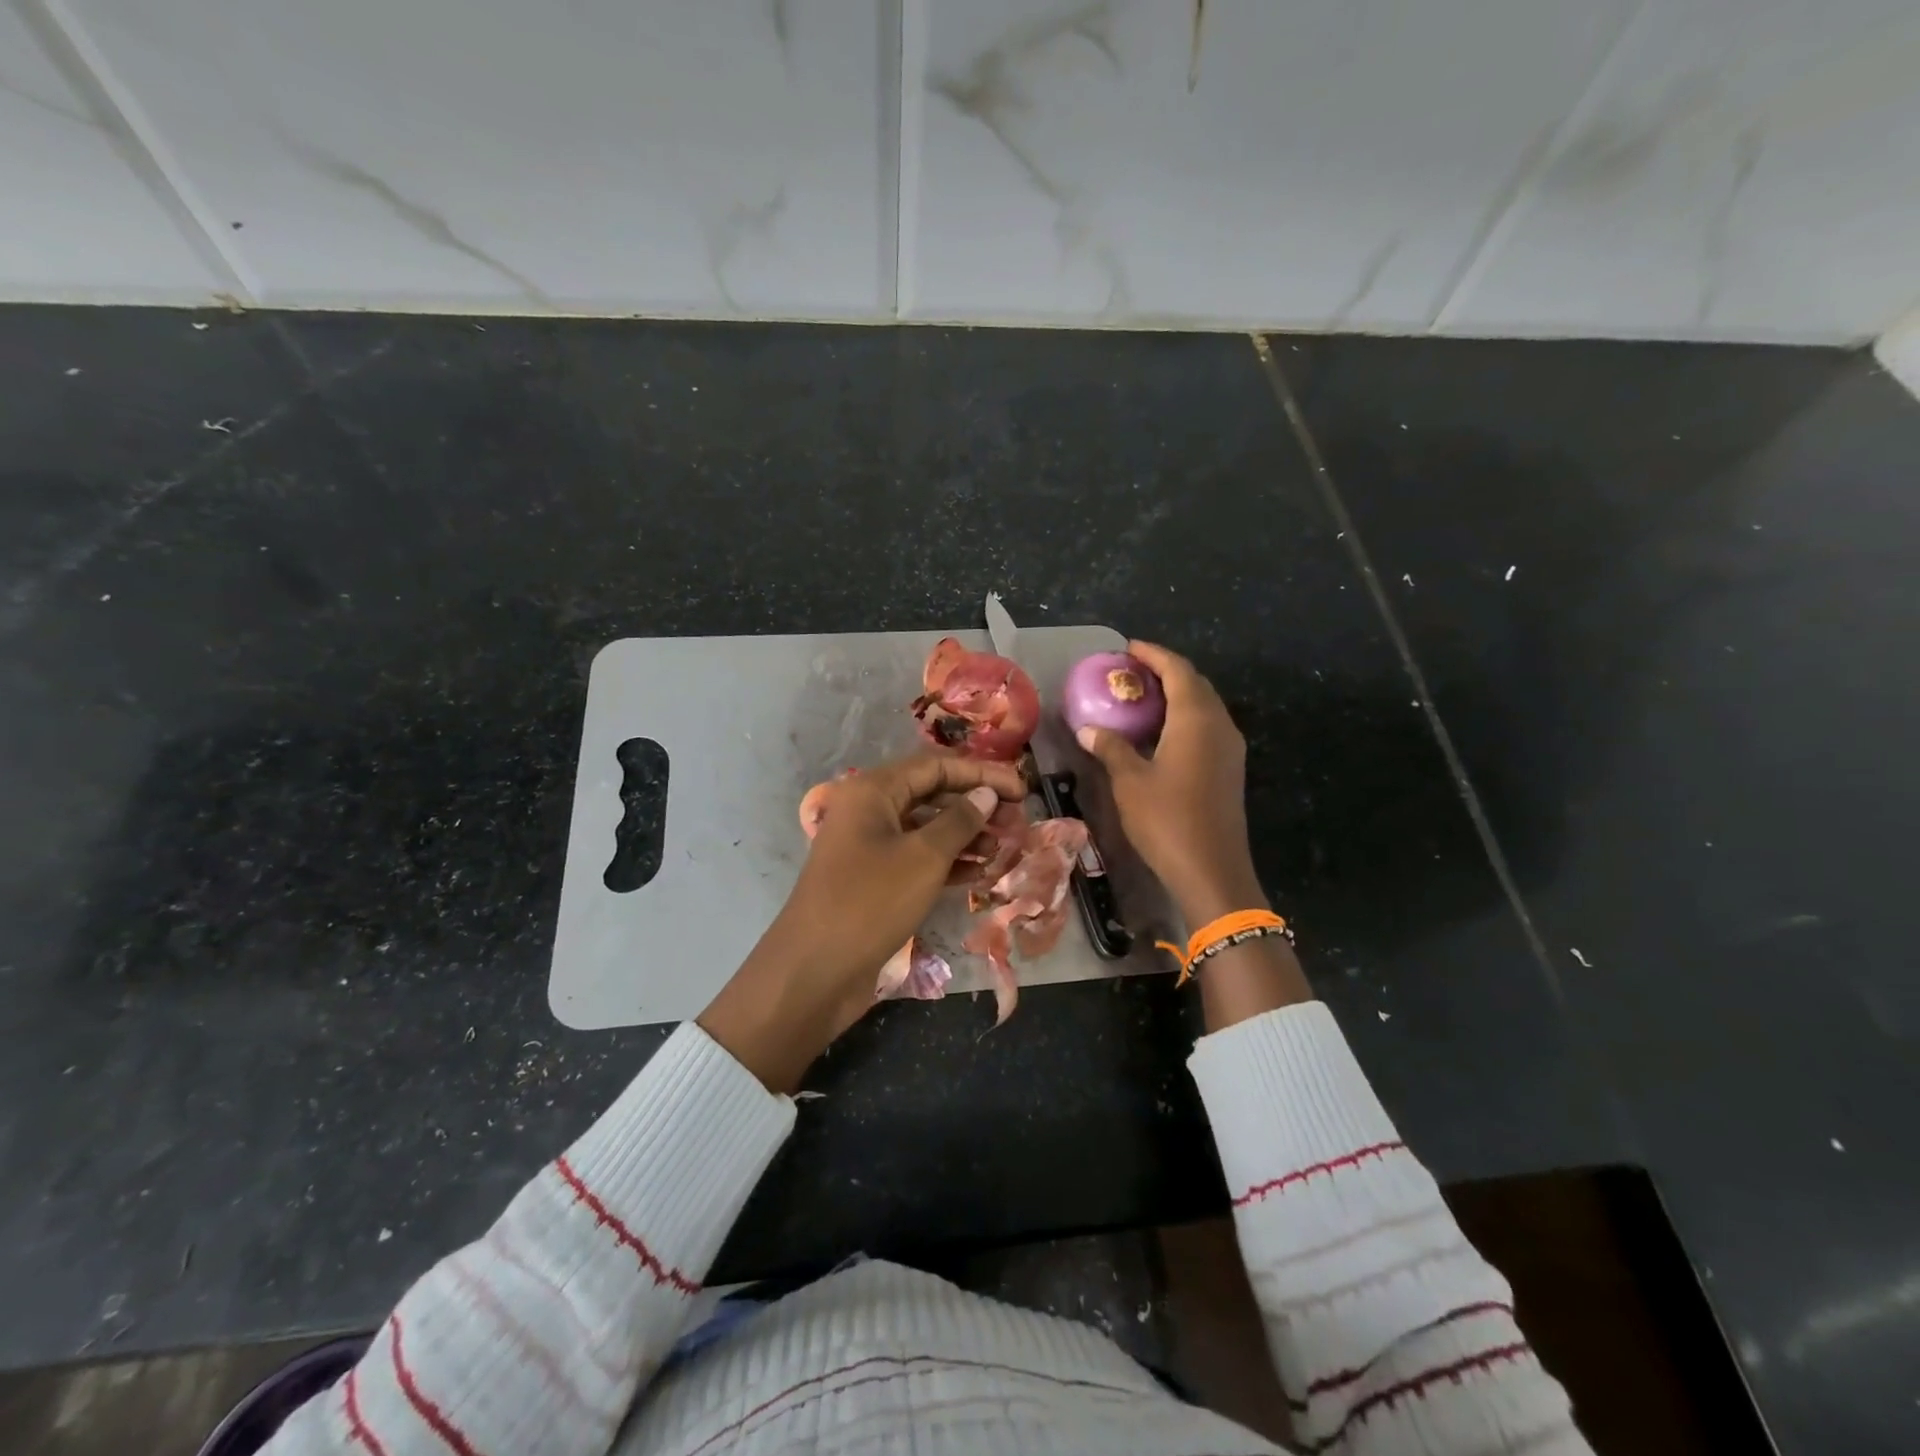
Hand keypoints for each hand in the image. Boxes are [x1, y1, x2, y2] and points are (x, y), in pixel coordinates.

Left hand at [698, 753, 1025, 1092]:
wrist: (814, 973)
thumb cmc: (870, 903)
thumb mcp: (923, 858)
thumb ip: (960, 821)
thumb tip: (986, 794)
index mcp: (873, 792)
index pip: (936, 767)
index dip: (981, 774)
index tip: (1021, 789)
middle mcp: (869, 811)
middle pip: (931, 795)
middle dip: (975, 804)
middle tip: (1017, 820)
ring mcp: (870, 847)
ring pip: (926, 829)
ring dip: (966, 835)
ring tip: (1005, 847)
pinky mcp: (874, 880)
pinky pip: (917, 858)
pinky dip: (948, 862)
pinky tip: (981, 872)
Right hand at [1078, 642, 1310, 1026]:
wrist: (1212, 870)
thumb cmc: (1168, 820)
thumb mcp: (1130, 781)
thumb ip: (1111, 748)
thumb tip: (1088, 728)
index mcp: (1197, 719)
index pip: (1178, 671)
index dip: (1153, 654)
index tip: (1128, 648)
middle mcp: (1220, 725)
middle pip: (1195, 684)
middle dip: (1165, 672)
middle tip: (1131, 672)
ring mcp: (1230, 748)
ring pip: (1204, 706)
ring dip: (1176, 695)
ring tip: (1142, 697)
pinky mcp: (1229, 769)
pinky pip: (1207, 727)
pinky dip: (1184, 718)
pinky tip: (1160, 733)